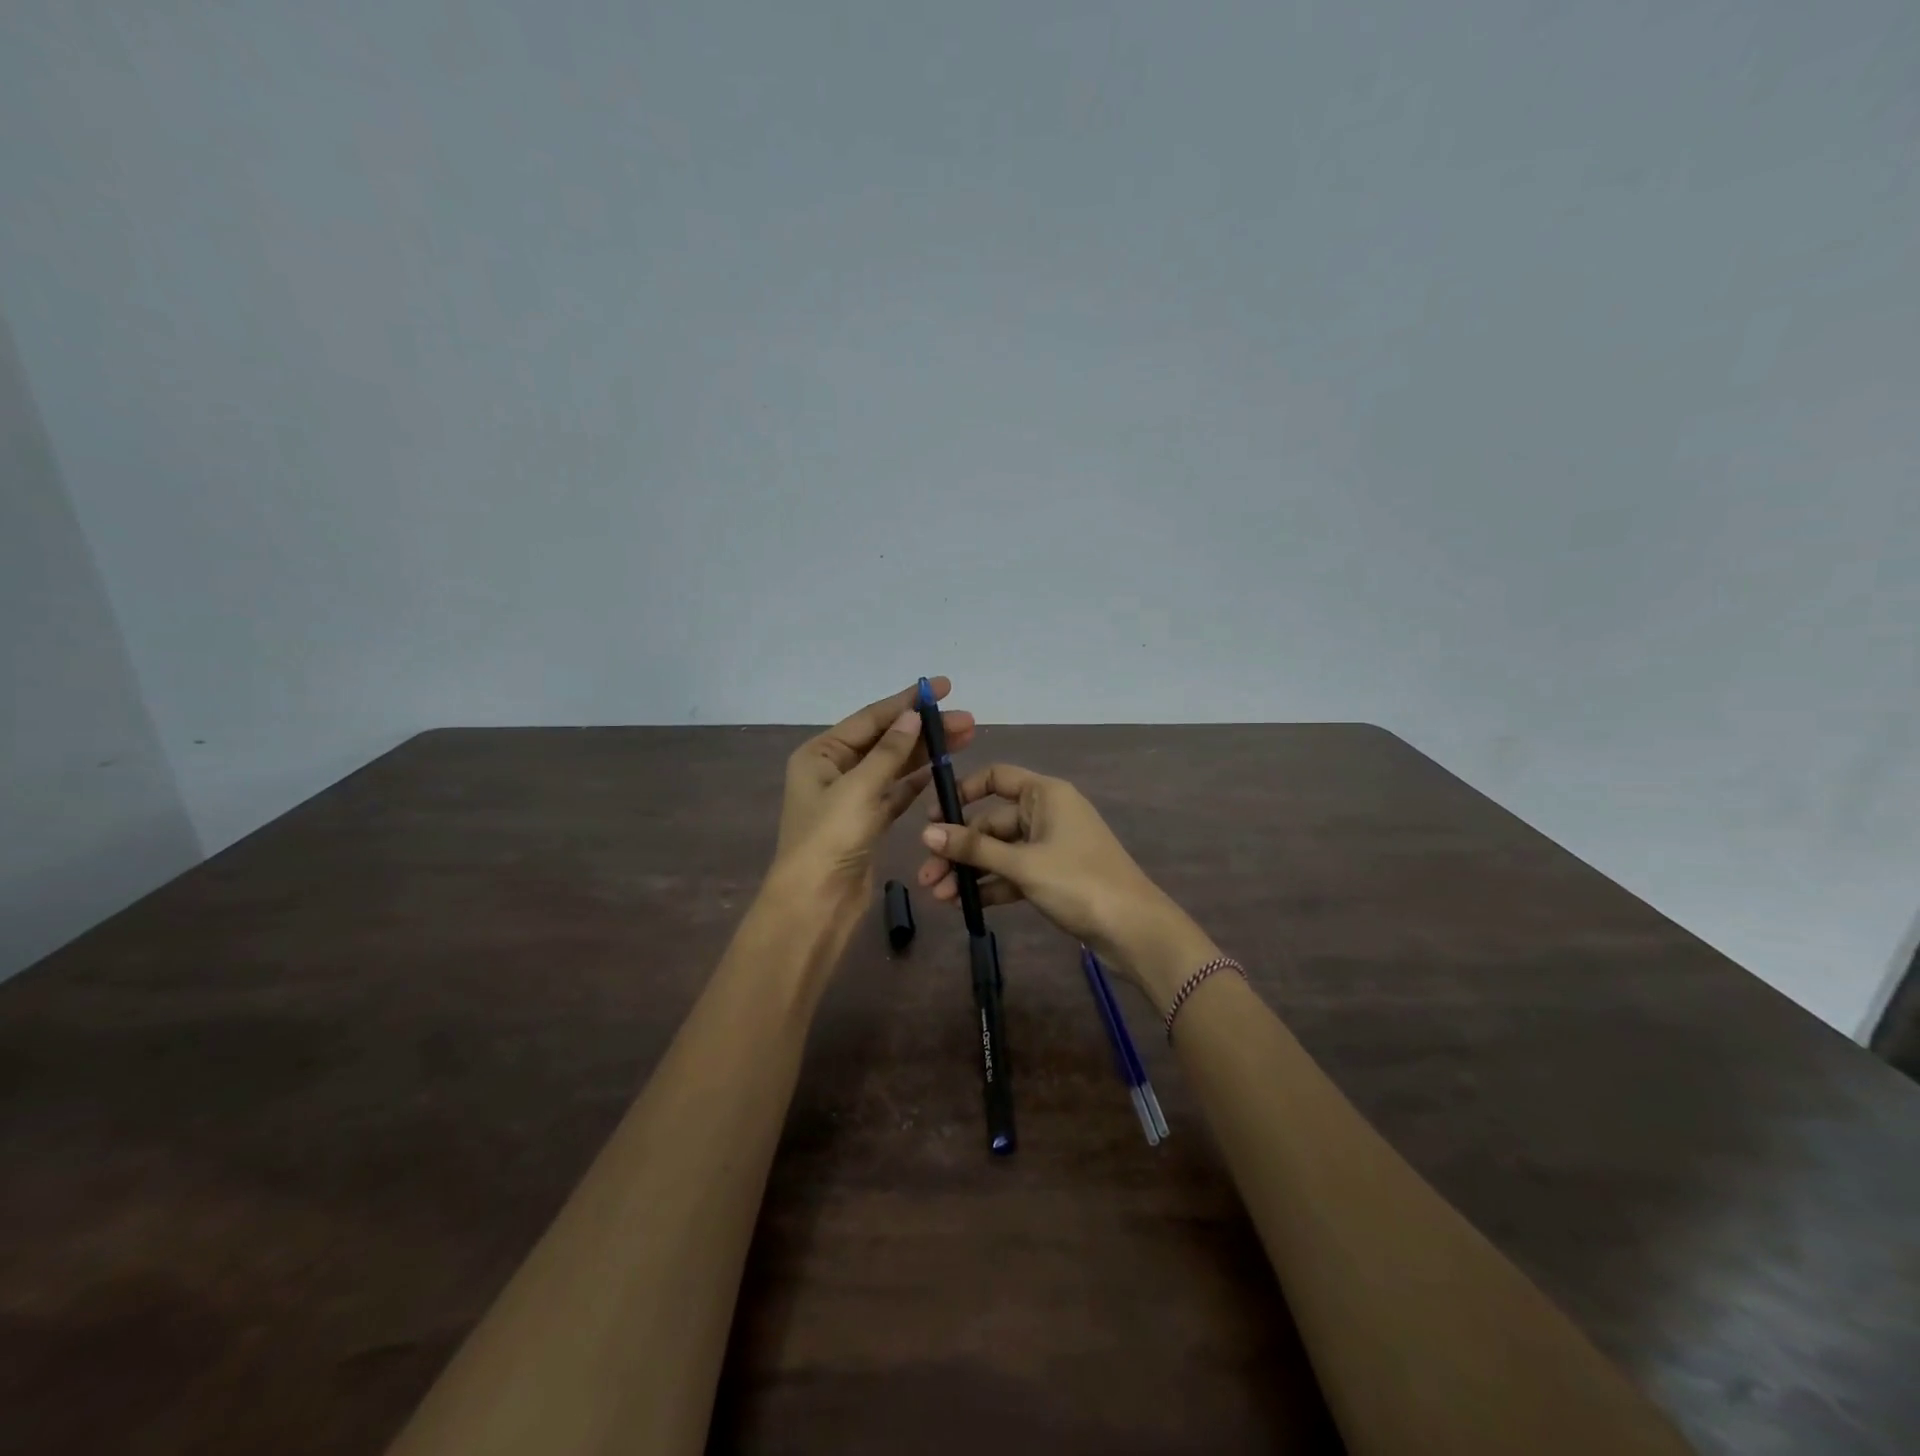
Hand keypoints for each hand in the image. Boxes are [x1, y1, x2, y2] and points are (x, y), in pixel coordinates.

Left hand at [771, 678, 973, 924]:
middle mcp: (834, 770)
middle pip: (886, 740)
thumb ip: (889, 751)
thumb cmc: (830, 840)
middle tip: (967, 720)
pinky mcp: (868, 822)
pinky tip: (942, 769)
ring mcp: (852, 797)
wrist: (816, 904)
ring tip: (965, 738)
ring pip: (895, 766)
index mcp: (820, 754)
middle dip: (924, 728)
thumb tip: (912, 716)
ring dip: (926, 752)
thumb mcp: (859, 789)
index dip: (907, 701)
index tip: (942, 687)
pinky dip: (917, 781)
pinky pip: (896, 792)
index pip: (870, 718)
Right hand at [914, 763, 1217, 1008]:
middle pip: (992, 822)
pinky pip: (1013, 873)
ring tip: (937, 896)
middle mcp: (1047, 813)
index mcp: (1045, 794)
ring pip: (1000, 852)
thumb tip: (926, 832)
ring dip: (970, 871)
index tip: (932, 817)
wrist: (1134, 929)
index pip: (996, 778)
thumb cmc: (1079, 882)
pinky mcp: (1053, 876)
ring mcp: (1051, 846)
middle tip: (925, 876)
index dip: (962, 793)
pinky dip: (991, 885)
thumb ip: (974, 848)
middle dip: (958, 848)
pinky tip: (963, 904)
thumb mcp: (1022, 864)